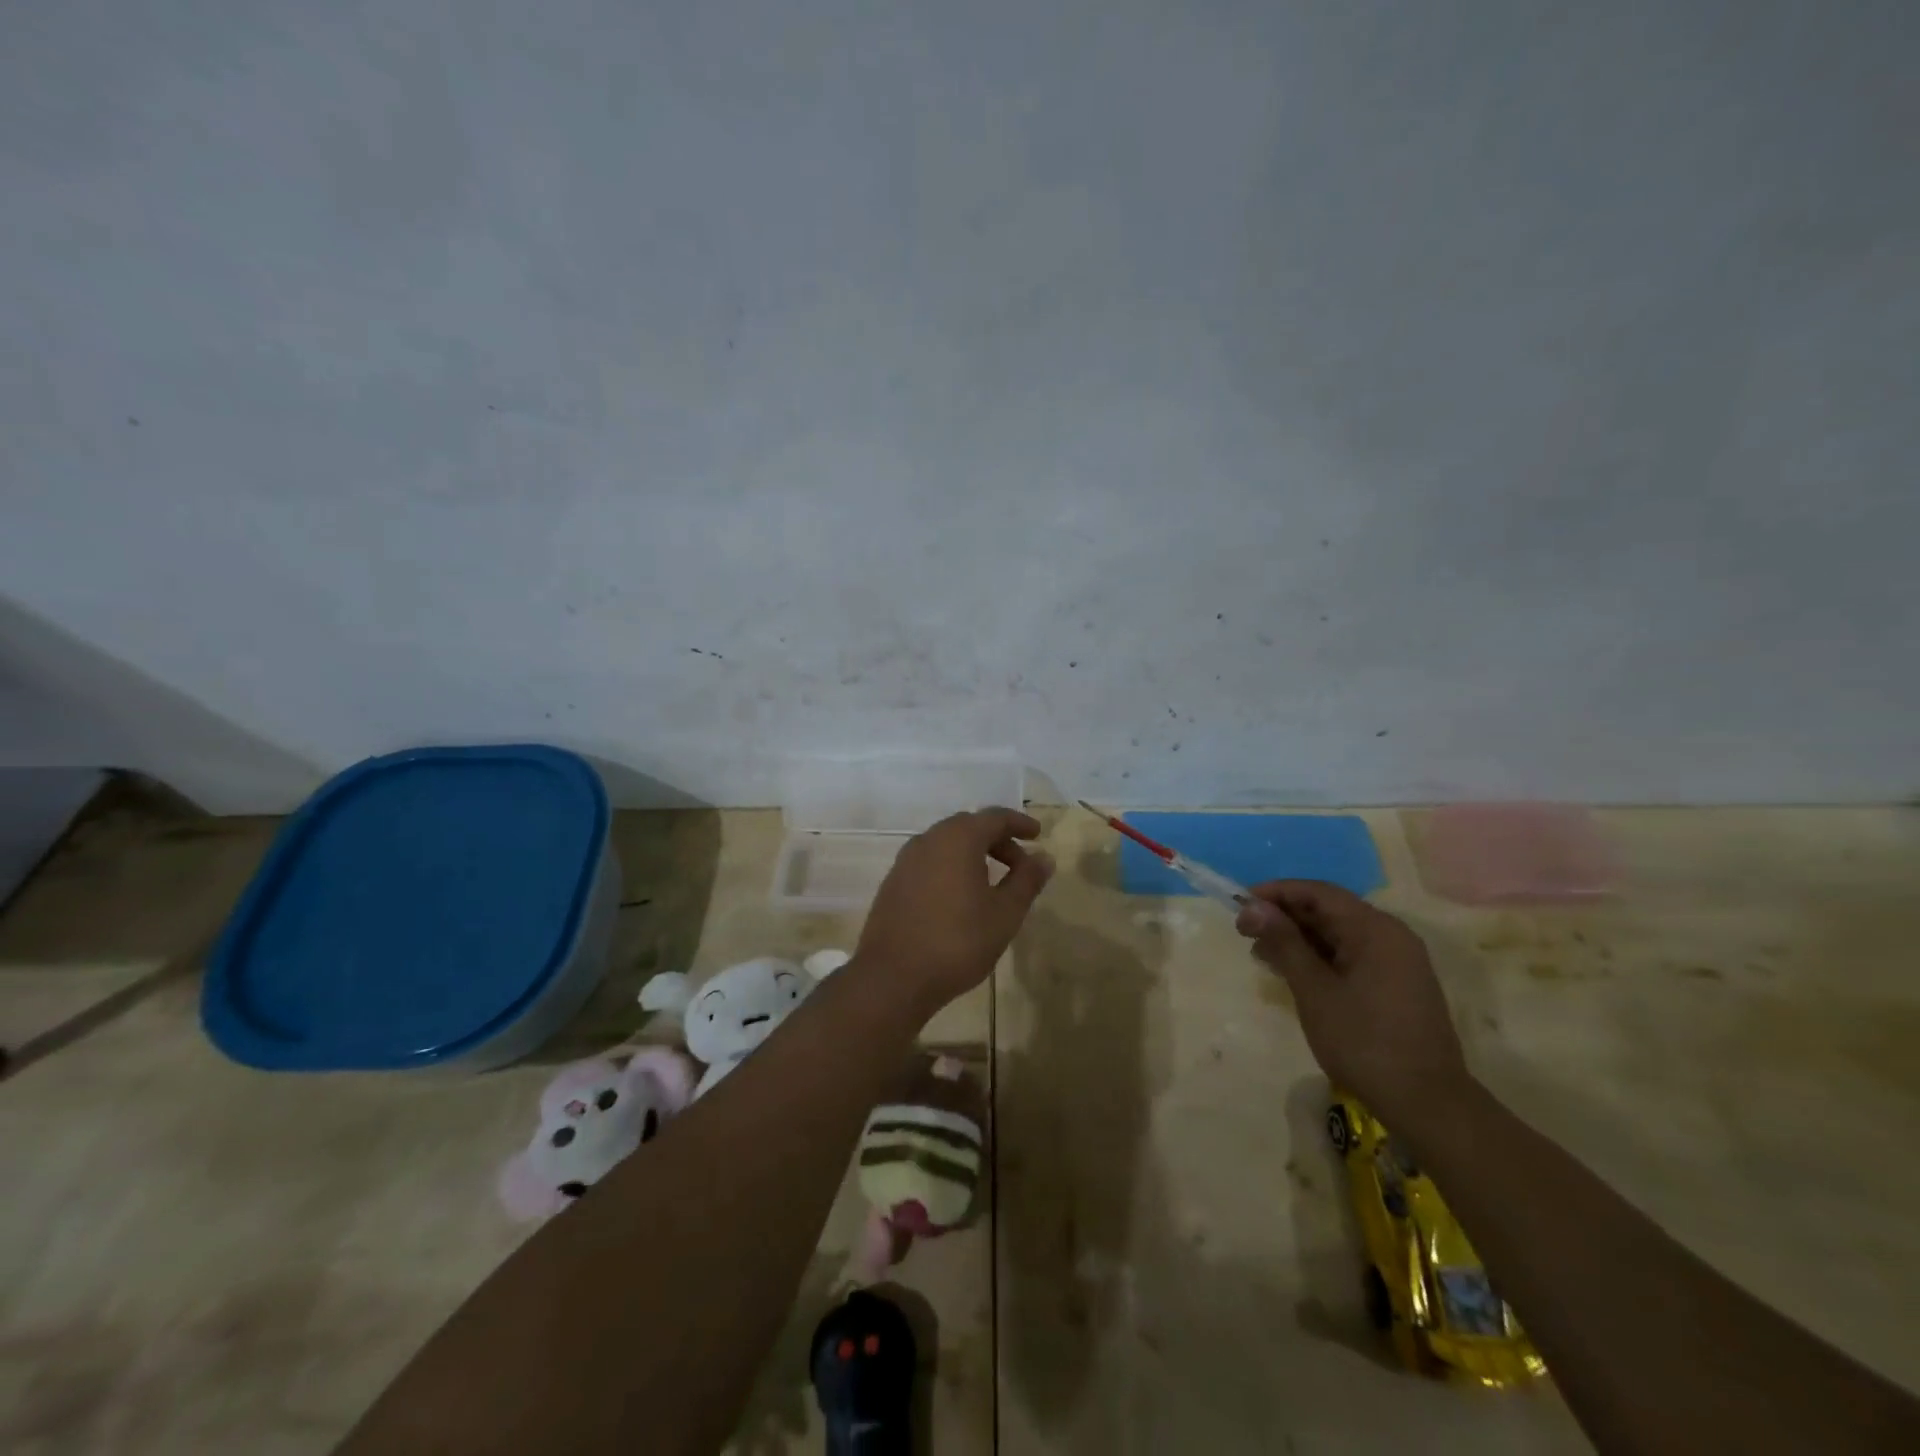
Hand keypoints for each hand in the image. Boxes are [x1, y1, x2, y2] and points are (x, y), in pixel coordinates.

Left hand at [854, 808, 1053, 1017]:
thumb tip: (1044, 857)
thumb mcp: (1004, 913)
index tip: (1038, 835)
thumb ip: (1027, 881)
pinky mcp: (894, 882)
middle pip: (970, 827)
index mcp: (958, 838)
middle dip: (998, 842)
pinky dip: (952, 868)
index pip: (995, 817)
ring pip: (947, 845)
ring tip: (993, 883)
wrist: (893, 977)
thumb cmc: (958, 941)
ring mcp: (906, 860)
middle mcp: (929, 839)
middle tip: (1020, 866)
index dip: (1019, 824)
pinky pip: (930, 862)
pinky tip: (961, 897)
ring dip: (974, 855)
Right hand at [1237, 881, 1470, 1130]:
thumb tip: (1252, 906)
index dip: (1276, 893)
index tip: (1239, 904)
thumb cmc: (1364, 1041)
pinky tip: (1293, 973)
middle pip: (1329, 910)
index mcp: (1375, 929)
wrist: (1427, 1104)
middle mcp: (1391, 936)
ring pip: (1339, 934)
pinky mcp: (1396, 985)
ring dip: (1298, 939)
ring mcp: (1397, 961)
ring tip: (1262, 955)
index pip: (1318, 892)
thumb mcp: (1314, 989)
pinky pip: (1351, 955)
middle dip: (1284, 917)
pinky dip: (1319, 958)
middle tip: (1245, 932)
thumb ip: (1284, 942)